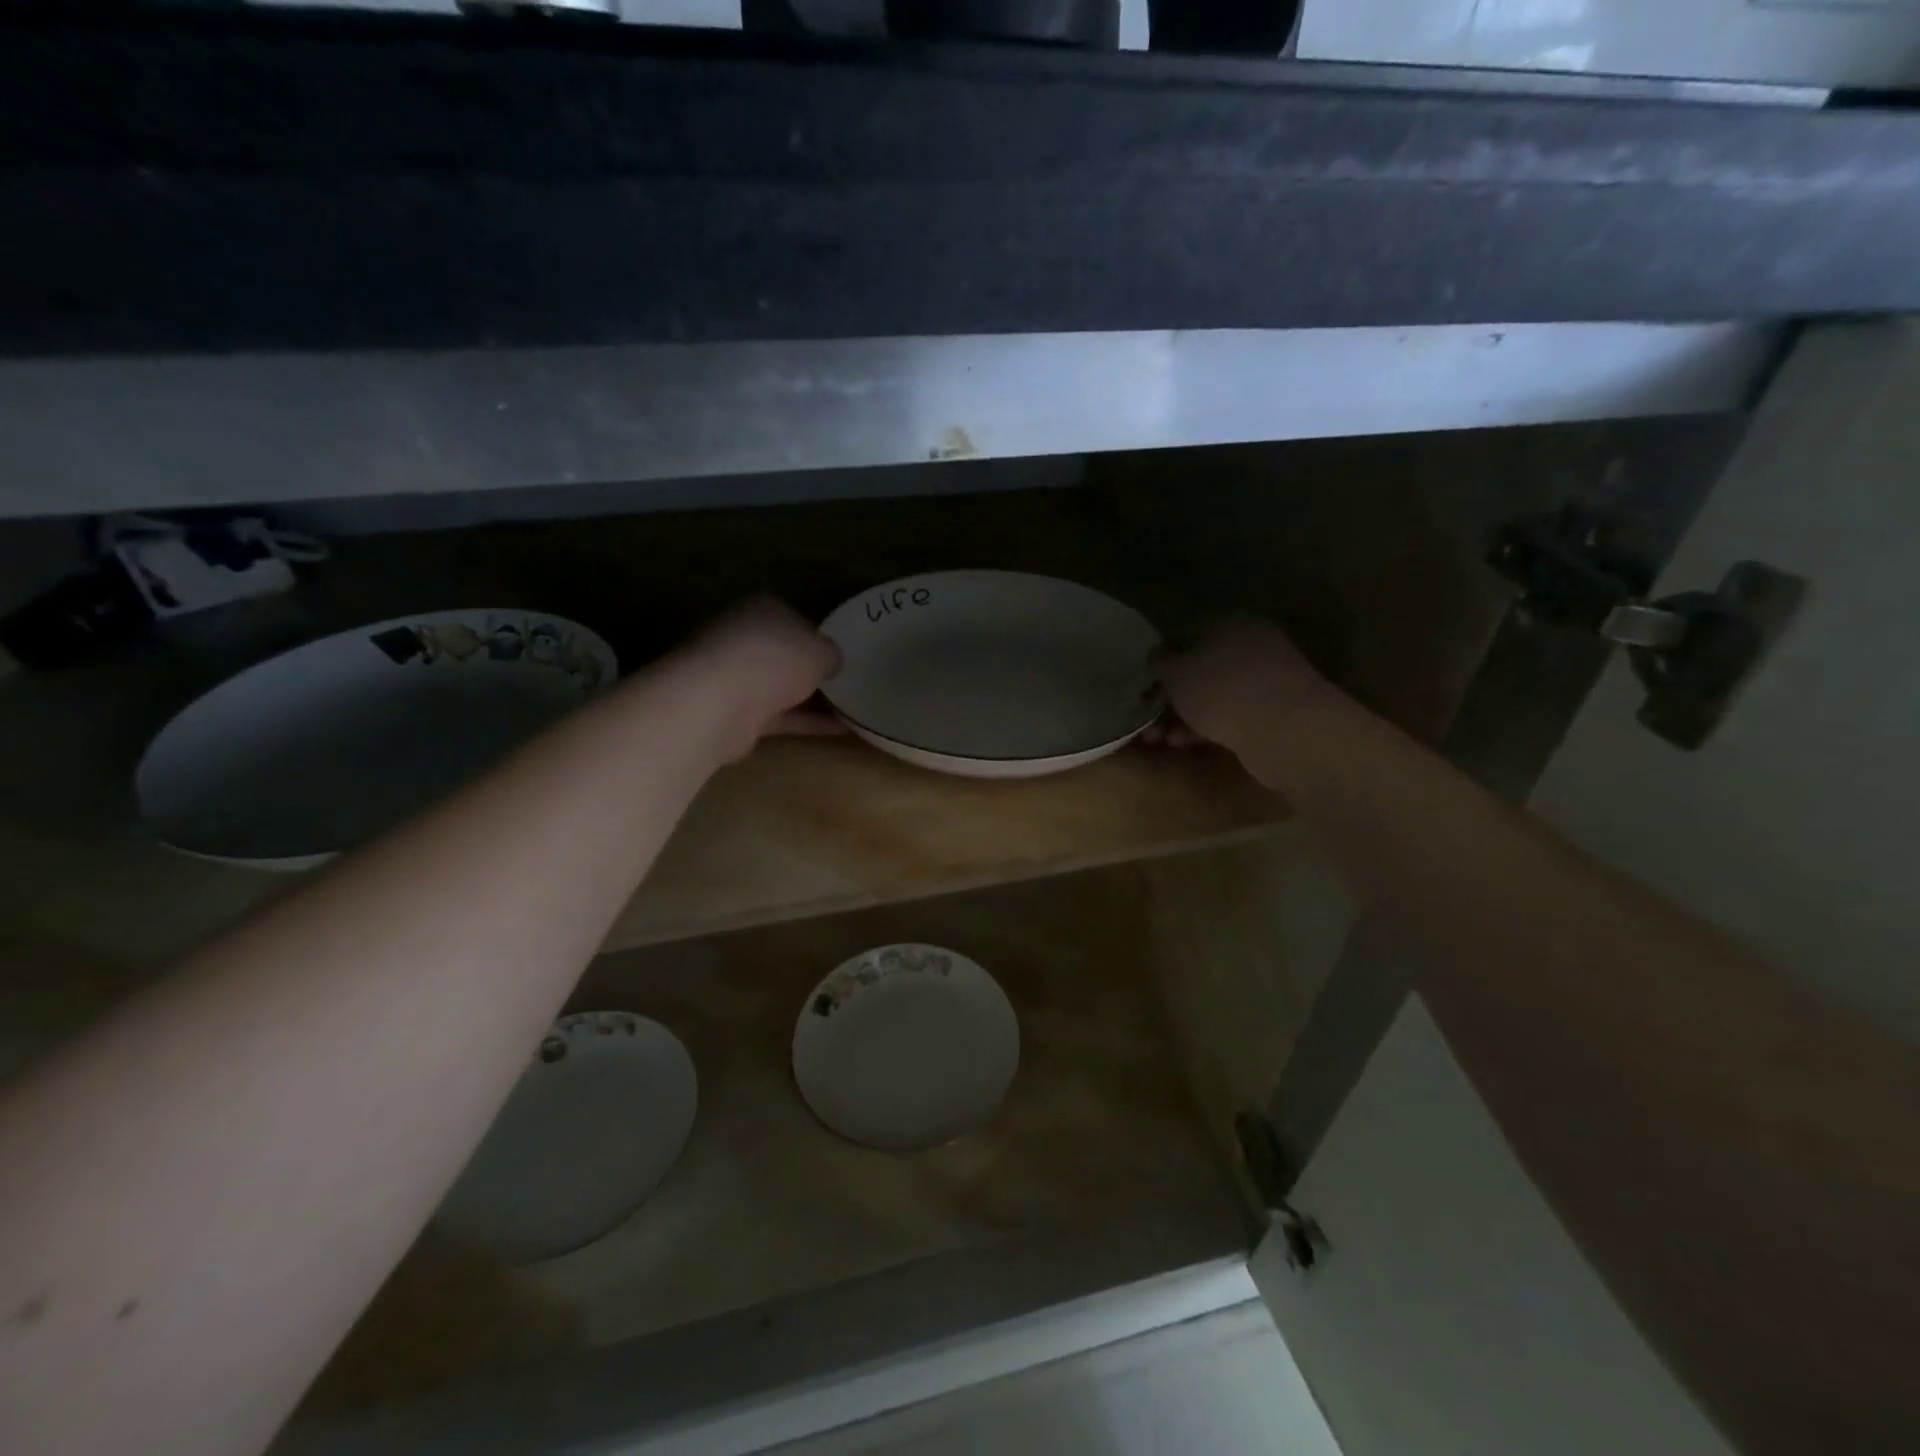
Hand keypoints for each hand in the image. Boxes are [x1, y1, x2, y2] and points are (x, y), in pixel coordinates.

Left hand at [671, 597, 844, 758]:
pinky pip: (781, 715)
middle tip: (845, 683)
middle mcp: (744, 637)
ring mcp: (736, 676)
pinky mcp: (735, 713)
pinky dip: (807, 722)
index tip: (839, 656)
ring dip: (810, 699)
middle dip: (810, 669)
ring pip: (780, 686)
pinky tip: (841, 731)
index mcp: (762, 609)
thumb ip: (831, 655)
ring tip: (850, 710)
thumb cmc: (774, 659)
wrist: (718, 702)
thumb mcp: (822, 651)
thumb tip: (830, 663)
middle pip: (784, 653)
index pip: (795, 619)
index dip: (818, 637)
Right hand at [1149, 615, 1335, 754]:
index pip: (1185, 635)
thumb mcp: (1176, 672)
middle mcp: (1251, 645)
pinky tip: (1186, 744)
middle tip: (1147, 720)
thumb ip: (1160, 661)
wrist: (1286, 730)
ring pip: (1213, 696)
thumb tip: (1159, 655)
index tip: (1144, 686)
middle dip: (1169, 697)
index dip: (1160, 661)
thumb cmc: (1222, 691)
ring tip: (1159, 740)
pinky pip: (1230, 715)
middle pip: (1199, 669)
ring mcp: (1265, 680)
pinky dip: (1206, 727)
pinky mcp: (1273, 712)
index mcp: (1229, 623)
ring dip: (1183, 717)